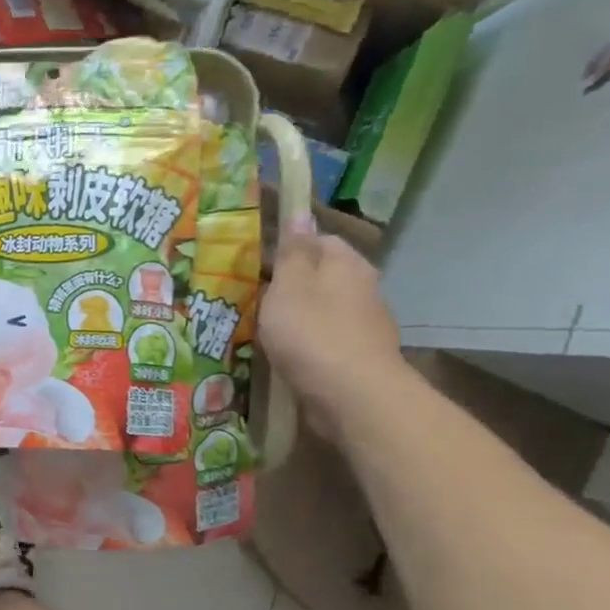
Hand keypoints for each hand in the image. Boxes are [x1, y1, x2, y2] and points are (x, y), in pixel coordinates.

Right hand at [258, 219, 406, 443]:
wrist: (352, 396)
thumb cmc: (313, 333)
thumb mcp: (290, 285)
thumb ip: (292, 251)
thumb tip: (300, 213)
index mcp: (346, 263)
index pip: (316, 239)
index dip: (284, 247)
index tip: (252, 263)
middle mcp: (361, 287)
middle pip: (318, 276)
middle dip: (286, 284)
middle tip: (247, 297)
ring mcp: (362, 324)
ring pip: (320, 309)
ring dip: (293, 316)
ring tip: (257, 328)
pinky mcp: (356, 356)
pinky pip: (323, 340)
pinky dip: (303, 343)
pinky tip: (281, 355)